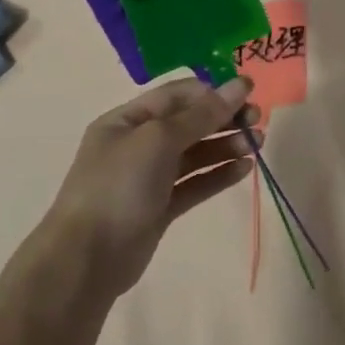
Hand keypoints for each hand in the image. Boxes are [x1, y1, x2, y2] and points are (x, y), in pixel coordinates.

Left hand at [44, 76, 261, 295]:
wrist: (87, 259)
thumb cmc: (118, 186)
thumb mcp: (159, 140)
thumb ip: (202, 114)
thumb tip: (239, 85)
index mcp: (126, 120)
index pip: (176, 95)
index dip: (211, 91)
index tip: (247, 92)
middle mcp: (137, 144)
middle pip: (188, 123)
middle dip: (223, 118)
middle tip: (257, 119)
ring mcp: (148, 178)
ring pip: (194, 154)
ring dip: (225, 145)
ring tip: (257, 144)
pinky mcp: (160, 208)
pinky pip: (194, 183)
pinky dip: (218, 174)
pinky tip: (243, 169)